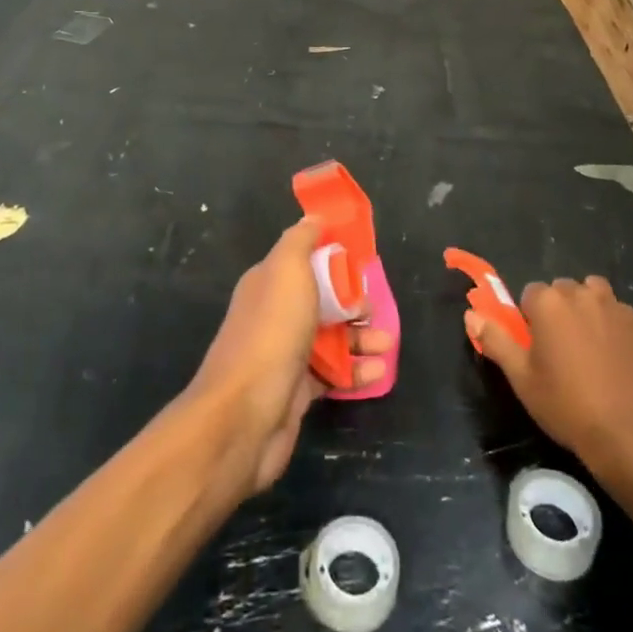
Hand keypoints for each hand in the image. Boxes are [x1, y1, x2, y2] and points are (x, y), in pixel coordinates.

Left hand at [187, 219, 392, 496]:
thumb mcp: (287, 270)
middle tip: (373, 311)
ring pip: (330, 339)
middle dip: (352, 304)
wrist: (244, 415)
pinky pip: (332, 375)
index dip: (332, 260)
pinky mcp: (296, 391)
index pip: (304, 262)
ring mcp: (284, 355)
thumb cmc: (272, 332)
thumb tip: (314, 216)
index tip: (361, 264)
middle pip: (321, 301)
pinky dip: (355, 372)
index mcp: (268, 283)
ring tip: (387, 345)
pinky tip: (377, 373)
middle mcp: (274, 315)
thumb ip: (301, 241)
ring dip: (361, 339)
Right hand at [467, 276, 632, 478]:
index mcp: (549, 302)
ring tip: (590, 349)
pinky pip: (622, 317)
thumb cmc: (568, 405)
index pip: (531, 294)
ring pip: (596, 296)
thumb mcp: (522, 378)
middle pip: (564, 291)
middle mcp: (583, 294)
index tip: (536, 347)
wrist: (632, 433)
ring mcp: (617, 308)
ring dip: (589, 311)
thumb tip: (471, 314)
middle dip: (560, 311)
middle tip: (562, 351)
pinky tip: (618, 362)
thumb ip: (496, 340)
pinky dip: (616, 330)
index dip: (531, 319)